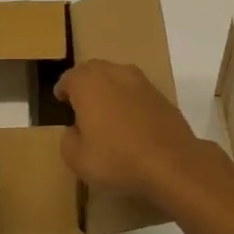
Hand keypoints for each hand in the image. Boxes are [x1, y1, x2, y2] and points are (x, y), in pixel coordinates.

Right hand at [54, 59, 219, 202]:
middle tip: (81, 106)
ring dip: (108, 90)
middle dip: (84, 85)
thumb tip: (75, 130)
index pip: (68, 78)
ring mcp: (140, 81)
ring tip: (106, 113)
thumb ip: (68, 139)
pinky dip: (129, 101)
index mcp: (87, 83)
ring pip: (116, 77)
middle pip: (93, 71)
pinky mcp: (161, 94)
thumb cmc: (116, 158)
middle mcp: (113, 72)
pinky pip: (136, 92)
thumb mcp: (76, 158)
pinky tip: (130, 122)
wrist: (172, 162)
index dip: (62, 91)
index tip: (61, 103)